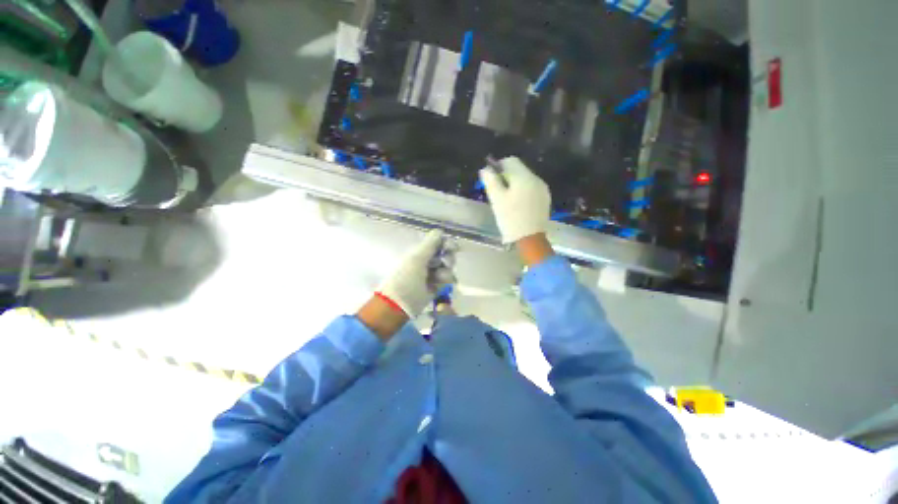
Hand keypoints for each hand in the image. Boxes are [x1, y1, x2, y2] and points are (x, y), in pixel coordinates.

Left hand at [376, 229, 457, 318]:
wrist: (399, 304)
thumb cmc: (405, 278)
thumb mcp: (417, 258)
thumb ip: (430, 244)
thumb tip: (440, 231)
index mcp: (421, 251)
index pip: (438, 242)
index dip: (446, 243)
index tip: (451, 247)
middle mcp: (428, 260)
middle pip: (446, 254)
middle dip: (448, 258)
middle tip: (444, 263)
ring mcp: (432, 273)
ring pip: (448, 267)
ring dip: (446, 272)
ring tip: (438, 278)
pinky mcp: (437, 286)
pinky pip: (448, 279)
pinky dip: (446, 281)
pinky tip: (440, 285)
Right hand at [479, 156, 550, 244]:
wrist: (529, 238)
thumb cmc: (510, 218)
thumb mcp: (496, 199)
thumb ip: (490, 180)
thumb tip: (485, 169)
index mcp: (524, 177)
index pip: (510, 161)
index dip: (499, 167)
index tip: (492, 180)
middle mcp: (536, 179)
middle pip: (519, 170)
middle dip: (506, 177)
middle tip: (498, 193)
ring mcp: (542, 189)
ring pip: (525, 179)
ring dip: (515, 184)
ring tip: (508, 200)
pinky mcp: (545, 199)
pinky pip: (531, 188)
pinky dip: (523, 191)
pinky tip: (518, 205)